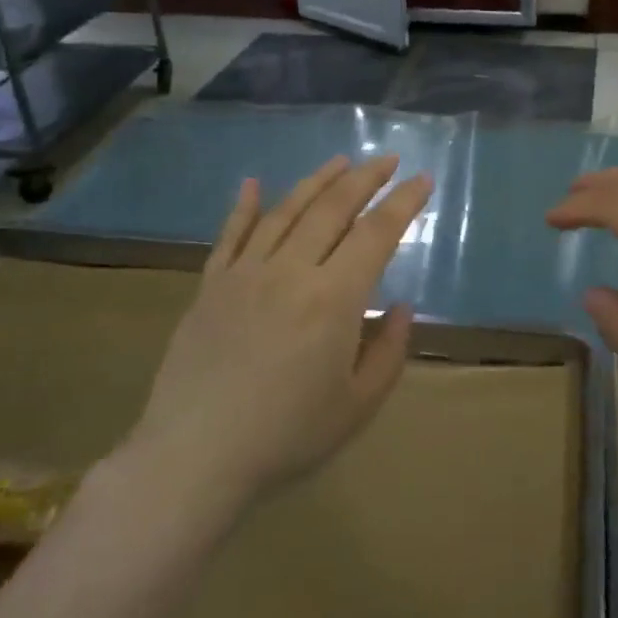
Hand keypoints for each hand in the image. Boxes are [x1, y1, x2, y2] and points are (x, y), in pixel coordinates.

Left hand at [129, 156, 431, 507]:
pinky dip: (243, 206)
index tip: (423, 179)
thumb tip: (399, 307)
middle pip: (333, 208)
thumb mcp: (358, 405)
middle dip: (365, 178)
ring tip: (340, 160)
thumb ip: (389, 350)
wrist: (195, 457)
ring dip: (317, 181)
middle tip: (388, 159)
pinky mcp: (210, 286)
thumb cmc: (287, 436)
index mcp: (334, 298)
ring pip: (286, 211)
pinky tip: (252, 182)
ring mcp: (245, 273)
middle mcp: (291, 270)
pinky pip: (231, 235)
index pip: (376, 233)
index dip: (404, 203)